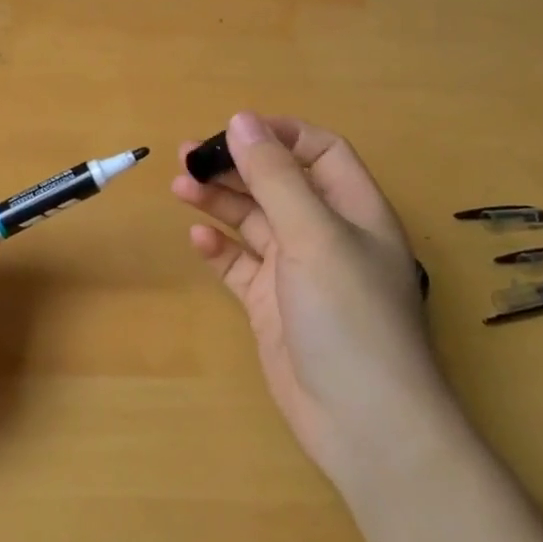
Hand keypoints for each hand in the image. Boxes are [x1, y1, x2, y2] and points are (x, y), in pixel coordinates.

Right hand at [172, 112, 442, 480]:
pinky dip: (219, 250)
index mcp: (354, 210)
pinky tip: (197, 240)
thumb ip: (275, 177)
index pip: (320, 152)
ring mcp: (298, 272)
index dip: (280, 135)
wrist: (363, 422)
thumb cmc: (349, 316)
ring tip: (179, 186)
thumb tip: (241, 119)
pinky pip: (241, 266)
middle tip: (187, 157)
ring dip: (220, 202)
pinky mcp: (273, 306)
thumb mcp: (313, 235)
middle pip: (278, 184)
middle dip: (237, 166)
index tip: (233, 129)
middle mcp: (327, 235)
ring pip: (254, 222)